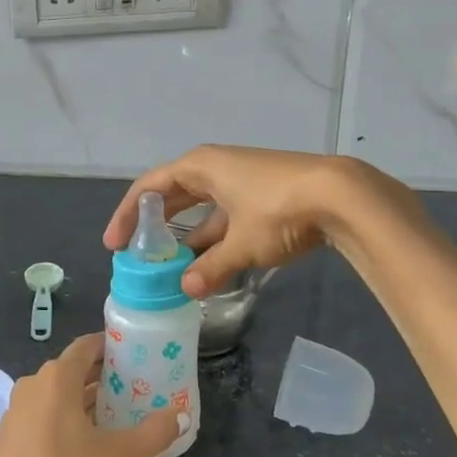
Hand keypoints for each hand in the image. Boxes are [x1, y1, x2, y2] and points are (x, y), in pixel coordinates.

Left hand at [0, 334, 181, 456]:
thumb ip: (151, 434)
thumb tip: (182, 416)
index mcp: (57, 378)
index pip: (87, 346)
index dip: (111, 346)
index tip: (137, 353)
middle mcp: (33, 385)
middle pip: (73, 369)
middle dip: (103, 376)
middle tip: (135, 386)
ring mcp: (17, 411)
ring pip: (57, 394)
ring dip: (85, 399)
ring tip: (117, 413)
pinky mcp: (9, 437)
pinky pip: (43, 414)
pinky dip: (65, 417)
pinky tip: (85, 441)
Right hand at [104, 146, 416, 296]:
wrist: (342, 195)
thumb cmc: (279, 210)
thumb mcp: (241, 245)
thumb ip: (211, 268)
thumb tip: (187, 289)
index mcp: (200, 167)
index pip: (149, 187)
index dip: (127, 215)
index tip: (114, 244)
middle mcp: (216, 167)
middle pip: (173, 194)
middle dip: (154, 224)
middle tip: (136, 254)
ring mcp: (240, 180)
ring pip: (201, 208)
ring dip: (186, 236)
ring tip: (170, 267)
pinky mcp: (262, 194)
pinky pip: (224, 215)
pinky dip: (214, 237)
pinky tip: (210, 262)